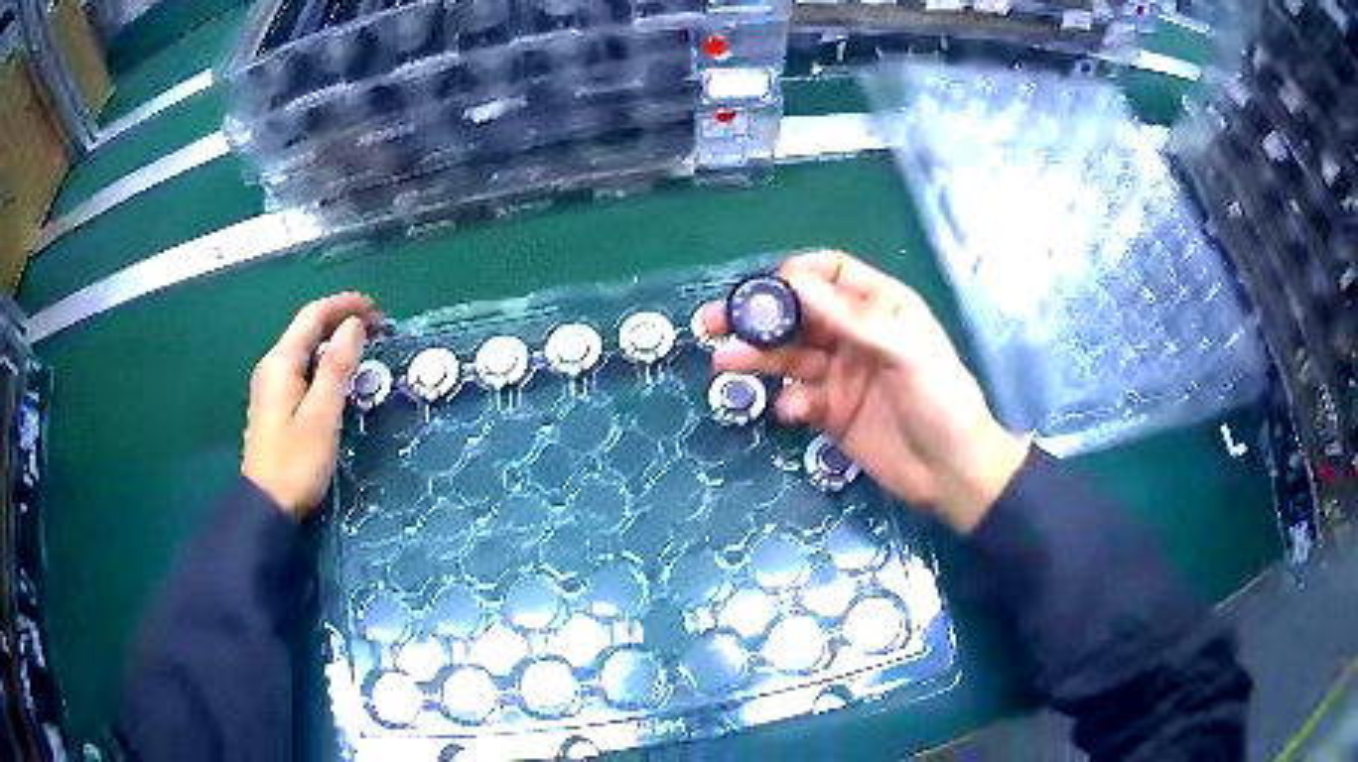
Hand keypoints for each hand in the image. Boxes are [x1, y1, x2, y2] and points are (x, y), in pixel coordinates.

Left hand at [242, 293, 381, 518]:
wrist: (267, 506)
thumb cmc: (296, 462)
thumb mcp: (322, 415)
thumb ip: (336, 367)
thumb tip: (353, 325)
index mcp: (281, 362)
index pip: (314, 315)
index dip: (345, 305)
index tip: (378, 311)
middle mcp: (272, 365)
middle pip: (307, 328)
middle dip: (342, 320)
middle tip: (377, 329)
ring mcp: (270, 385)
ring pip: (305, 348)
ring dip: (334, 341)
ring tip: (364, 348)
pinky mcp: (274, 404)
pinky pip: (302, 368)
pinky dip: (323, 361)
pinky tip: (338, 376)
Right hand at [704, 251, 1028, 533]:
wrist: (952, 473)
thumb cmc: (941, 399)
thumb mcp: (904, 350)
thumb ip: (851, 318)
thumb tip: (794, 282)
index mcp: (880, 306)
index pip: (831, 273)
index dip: (796, 276)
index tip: (764, 291)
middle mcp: (855, 335)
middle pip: (798, 315)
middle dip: (757, 317)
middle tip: (713, 322)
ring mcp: (841, 375)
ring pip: (789, 357)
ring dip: (757, 358)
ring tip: (724, 363)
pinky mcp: (831, 413)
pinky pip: (798, 397)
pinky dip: (788, 401)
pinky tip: (790, 411)